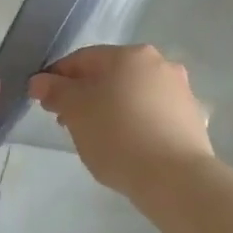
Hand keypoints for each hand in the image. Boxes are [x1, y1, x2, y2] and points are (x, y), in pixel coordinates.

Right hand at [29, 44, 212, 200]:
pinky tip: (126, 146)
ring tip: (96, 138)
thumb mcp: (75, 111)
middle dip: (85, 95)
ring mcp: (180, 91)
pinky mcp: (192, 119)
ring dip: (110, 109)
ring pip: (132, 95)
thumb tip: (40, 81)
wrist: (175, 178)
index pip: (82, 59)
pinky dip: (135, 123)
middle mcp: (160, 63)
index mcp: (130, 55)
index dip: (57, 78)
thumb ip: (55, 91)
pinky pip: (152, 115)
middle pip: (110, 75)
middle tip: (67, 123)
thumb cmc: (117, 135)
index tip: (43, 102)